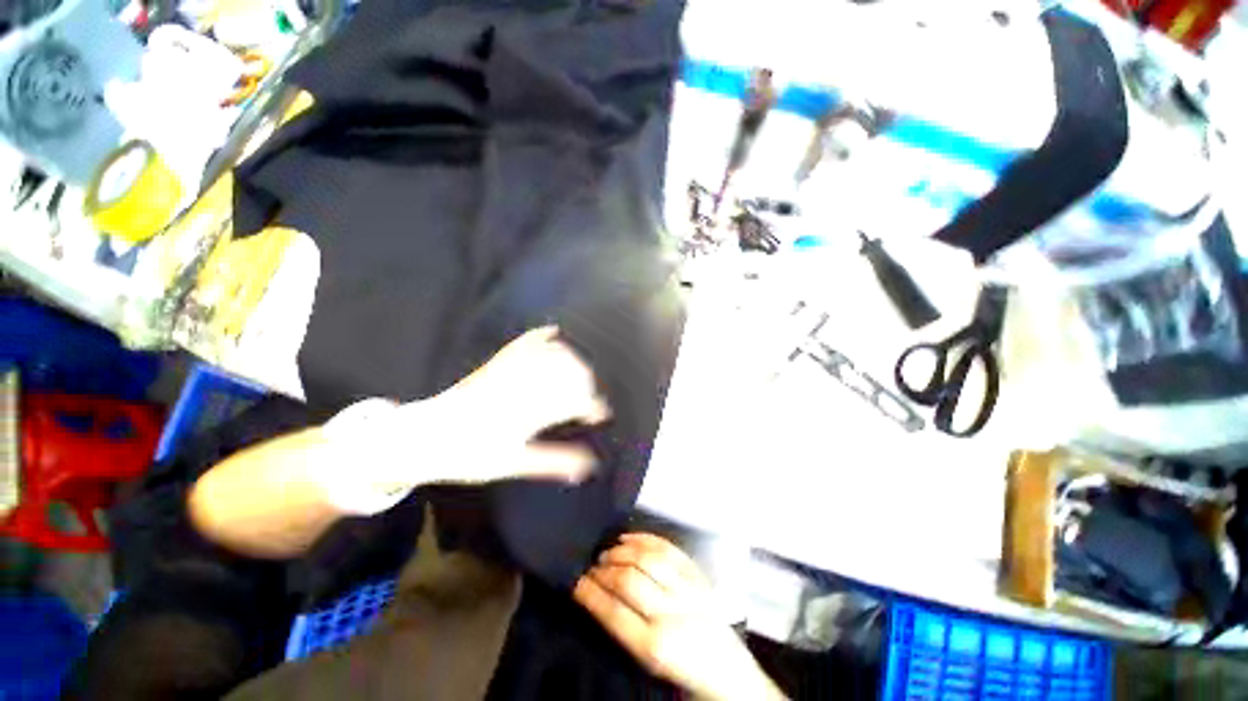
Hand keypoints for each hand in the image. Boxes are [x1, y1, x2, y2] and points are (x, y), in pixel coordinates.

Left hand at [328, 326, 610, 497]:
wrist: (420, 437)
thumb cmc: (467, 455)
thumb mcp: (512, 464)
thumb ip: (553, 462)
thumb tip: (588, 466)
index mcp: (525, 410)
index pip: (572, 399)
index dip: (593, 405)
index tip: (600, 415)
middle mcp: (520, 383)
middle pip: (568, 370)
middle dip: (588, 381)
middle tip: (591, 398)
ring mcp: (508, 368)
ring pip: (551, 352)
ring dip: (573, 359)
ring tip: (581, 374)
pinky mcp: (496, 361)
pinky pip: (524, 341)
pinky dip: (543, 334)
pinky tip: (556, 332)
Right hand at [575, 534, 784, 700]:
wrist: (730, 675)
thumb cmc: (684, 676)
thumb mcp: (649, 664)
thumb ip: (624, 632)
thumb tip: (597, 598)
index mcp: (655, 648)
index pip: (613, 613)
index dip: (590, 593)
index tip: (575, 581)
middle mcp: (672, 616)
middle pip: (629, 581)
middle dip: (604, 570)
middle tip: (590, 565)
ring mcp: (688, 592)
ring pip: (649, 560)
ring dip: (623, 552)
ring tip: (607, 552)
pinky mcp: (698, 578)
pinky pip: (669, 550)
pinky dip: (646, 539)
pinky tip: (630, 538)